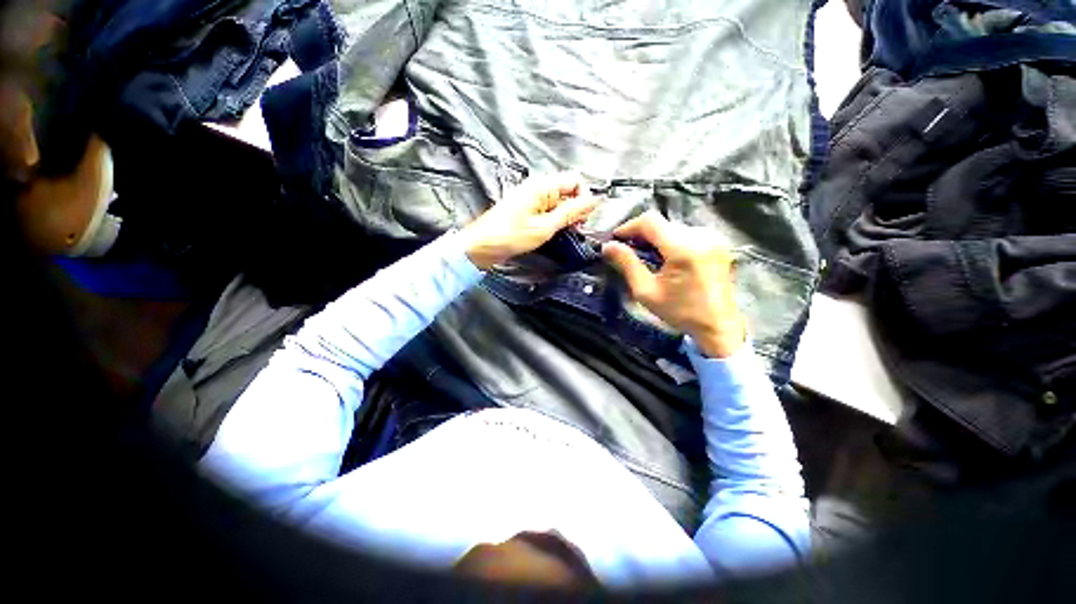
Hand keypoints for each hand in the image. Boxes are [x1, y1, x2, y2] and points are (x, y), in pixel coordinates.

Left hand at [461, 172, 597, 269]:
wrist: (480, 246)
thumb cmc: (511, 236)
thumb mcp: (545, 226)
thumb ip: (571, 212)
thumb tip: (596, 199)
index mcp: (542, 185)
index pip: (576, 181)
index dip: (584, 198)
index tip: (583, 219)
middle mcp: (538, 187)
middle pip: (568, 191)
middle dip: (576, 208)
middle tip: (575, 228)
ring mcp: (531, 199)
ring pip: (559, 202)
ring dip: (566, 216)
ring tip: (563, 232)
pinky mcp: (527, 210)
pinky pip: (548, 210)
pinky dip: (555, 220)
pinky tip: (552, 232)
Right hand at [602, 211, 746, 357]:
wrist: (718, 325)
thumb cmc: (680, 312)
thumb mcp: (646, 291)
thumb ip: (627, 264)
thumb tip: (608, 246)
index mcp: (683, 248)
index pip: (650, 221)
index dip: (629, 226)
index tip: (615, 240)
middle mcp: (701, 236)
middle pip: (662, 224)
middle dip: (640, 234)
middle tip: (626, 251)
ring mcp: (713, 237)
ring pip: (673, 227)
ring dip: (655, 238)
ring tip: (645, 256)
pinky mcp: (717, 242)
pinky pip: (686, 233)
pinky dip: (670, 241)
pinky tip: (665, 258)